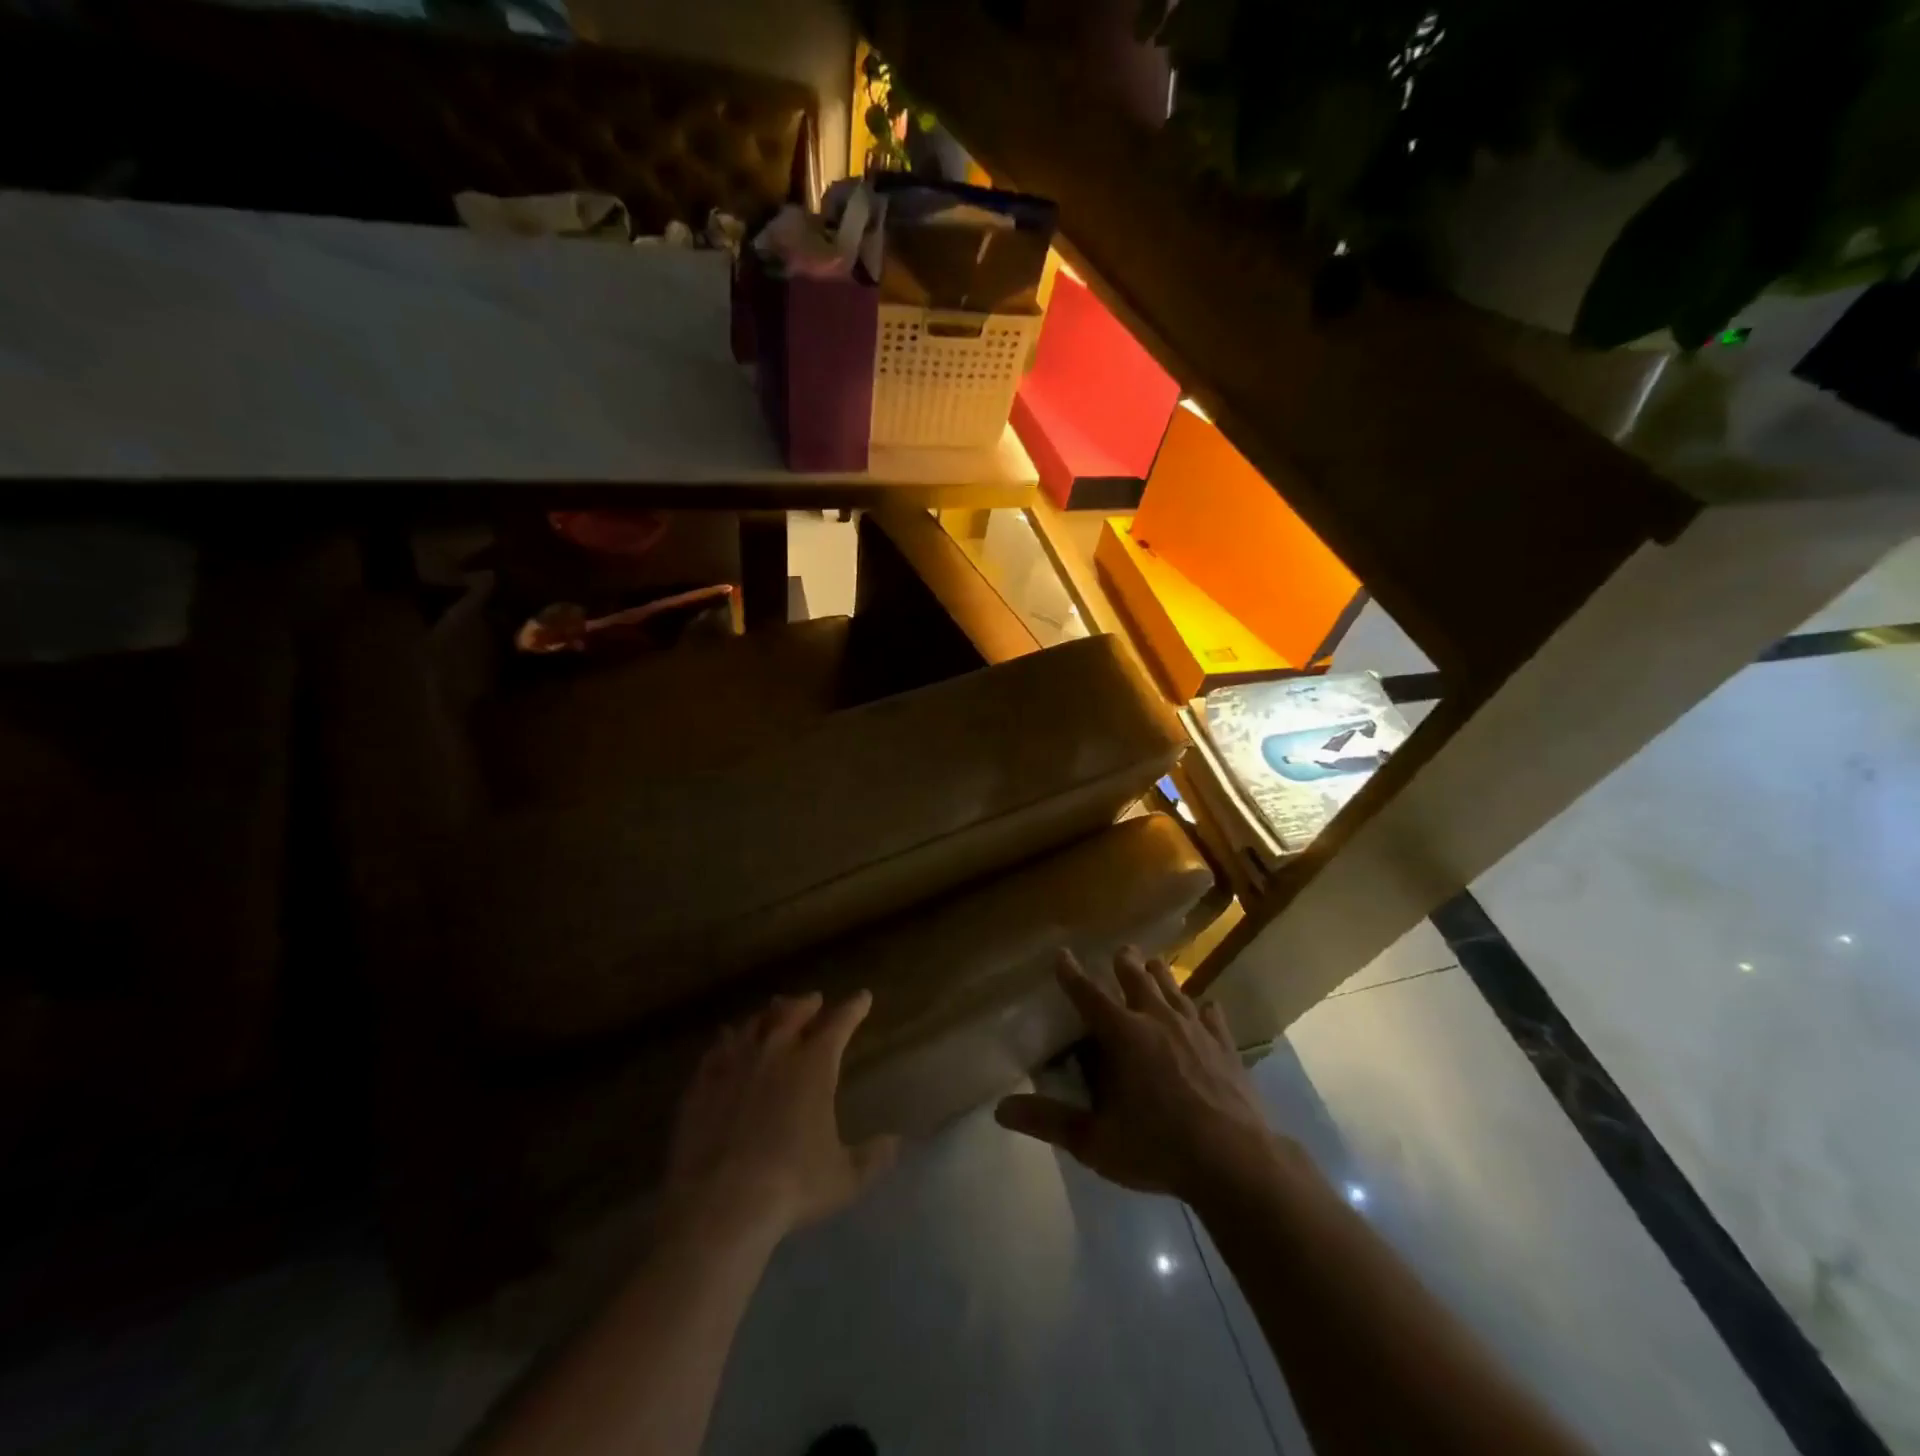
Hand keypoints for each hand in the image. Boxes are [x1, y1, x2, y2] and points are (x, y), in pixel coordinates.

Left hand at [662, 991, 899, 1243]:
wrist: (720, 1205)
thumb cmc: (791, 1186)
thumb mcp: (844, 1178)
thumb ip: (872, 1157)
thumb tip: (895, 1142)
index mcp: (814, 1065)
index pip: (839, 1023)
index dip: (853, 1008)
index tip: (863, 997)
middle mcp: (775, 1053)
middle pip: (792, 1013)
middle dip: (807, 1003)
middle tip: (814, 1000)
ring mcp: (735, 1065)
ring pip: (753, 1025)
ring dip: (767, 1016)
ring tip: (772, 1013)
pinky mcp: (702, 1085)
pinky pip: (716, 1050)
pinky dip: (726, 1041)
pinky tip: (725, 1041)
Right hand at [995, 948, 1277, 1204]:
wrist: (1234, 1160)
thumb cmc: (1157, 1147)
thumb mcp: (1095, 1141)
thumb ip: (1049, 1122)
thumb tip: (1000, 1110)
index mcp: (1122, 1034)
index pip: (1088, 994)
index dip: (1071, 974)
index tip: (1062, 954)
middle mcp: (1157, 1019)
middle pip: (1137, 977)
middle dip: (1124, 963)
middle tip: (1119, 952)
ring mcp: (1196, 1029)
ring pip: (1174, 988)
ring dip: (1161, 976)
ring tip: (1154, 966)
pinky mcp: (1226, 1045)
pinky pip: (1213, 1016)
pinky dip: (1204, 1009)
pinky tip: (1207, 1008)